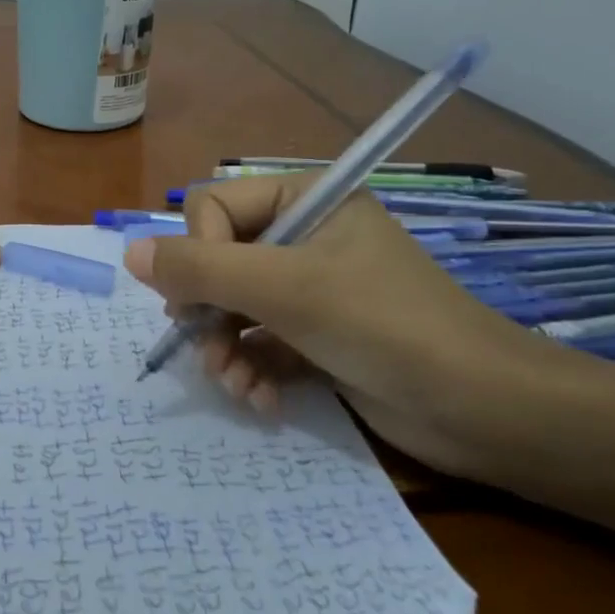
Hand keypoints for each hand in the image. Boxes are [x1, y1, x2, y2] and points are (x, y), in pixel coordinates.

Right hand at [123, 177, 545, 476]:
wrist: (484, 412)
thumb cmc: (384, 326)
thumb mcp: (284, 289)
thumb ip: (201, 269)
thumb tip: (129, 253)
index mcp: (307, 201)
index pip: (215, 208)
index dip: (201, 252)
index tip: (208, 297)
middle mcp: (306, 238)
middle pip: (218, 262)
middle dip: (208, 311)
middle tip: (207, 347)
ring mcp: (312, 290)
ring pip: (233, 308)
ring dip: (225, 349)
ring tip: (236, 384)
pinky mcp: (318, 337)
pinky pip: (260, 342)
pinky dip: (252, 370)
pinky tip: (260, 400)